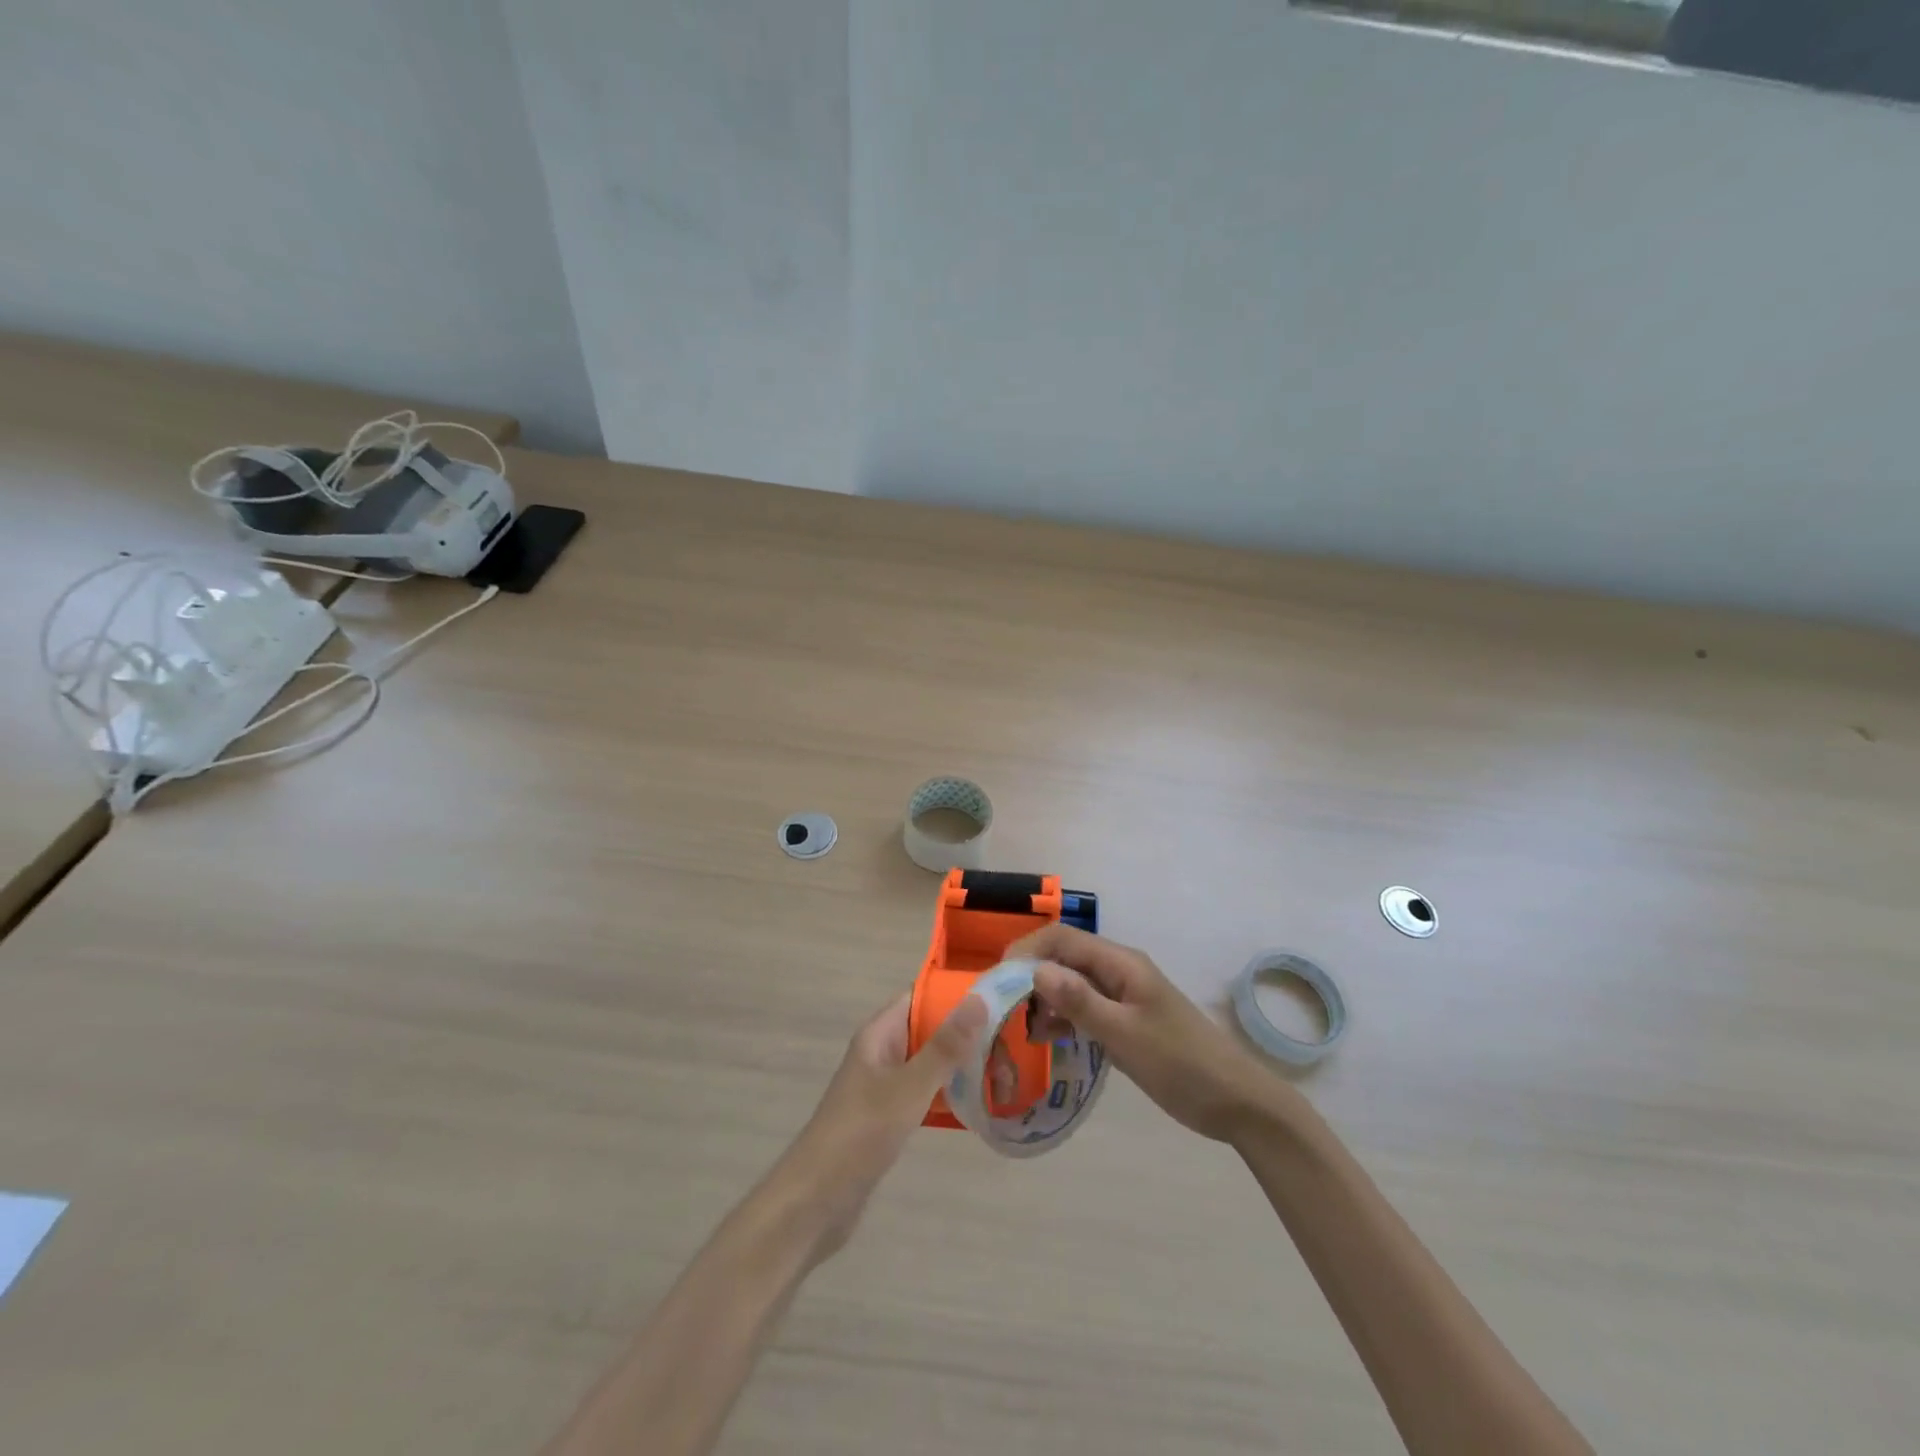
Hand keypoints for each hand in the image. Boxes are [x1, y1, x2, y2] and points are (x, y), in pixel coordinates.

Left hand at [780, 990, 986, 1260]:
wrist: (816, 1202)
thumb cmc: (861, 1134)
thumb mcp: (909, 1087)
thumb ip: (945, 1046)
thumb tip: (979, 997)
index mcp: (879, 1034)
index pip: (921, 996)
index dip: (956, 992)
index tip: (998, 995)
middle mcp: (882, 1053)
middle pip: (929, 1029)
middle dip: (967, 1032)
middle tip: (1014, 1039)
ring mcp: (884, 1086)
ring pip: (931, 1063)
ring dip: (962, 1065)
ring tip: (1008, 1070)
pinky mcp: (889, 1118)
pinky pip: (927, 1093)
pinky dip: (951, 1094)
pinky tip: (982, 1105)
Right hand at [1013, 925, 1281, 1142]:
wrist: (1236, 1102)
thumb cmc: (1181, 1064)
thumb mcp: (1126, 1035)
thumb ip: (1080, 1002)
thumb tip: (1034, 970)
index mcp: (1121, 963)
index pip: (1061, 939)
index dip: (1026, 951)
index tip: (997, 981)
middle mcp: (1119, 970)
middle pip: (1063, 957)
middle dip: (1030, 976)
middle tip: (1003, 1010)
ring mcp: (1123, 995)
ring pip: (1071, 983)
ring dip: (1044, 999)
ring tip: (1022, 1031)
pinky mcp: (1126, 1019)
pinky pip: (1084, 1007)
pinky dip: (1062, 1017)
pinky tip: (1047, 1040)